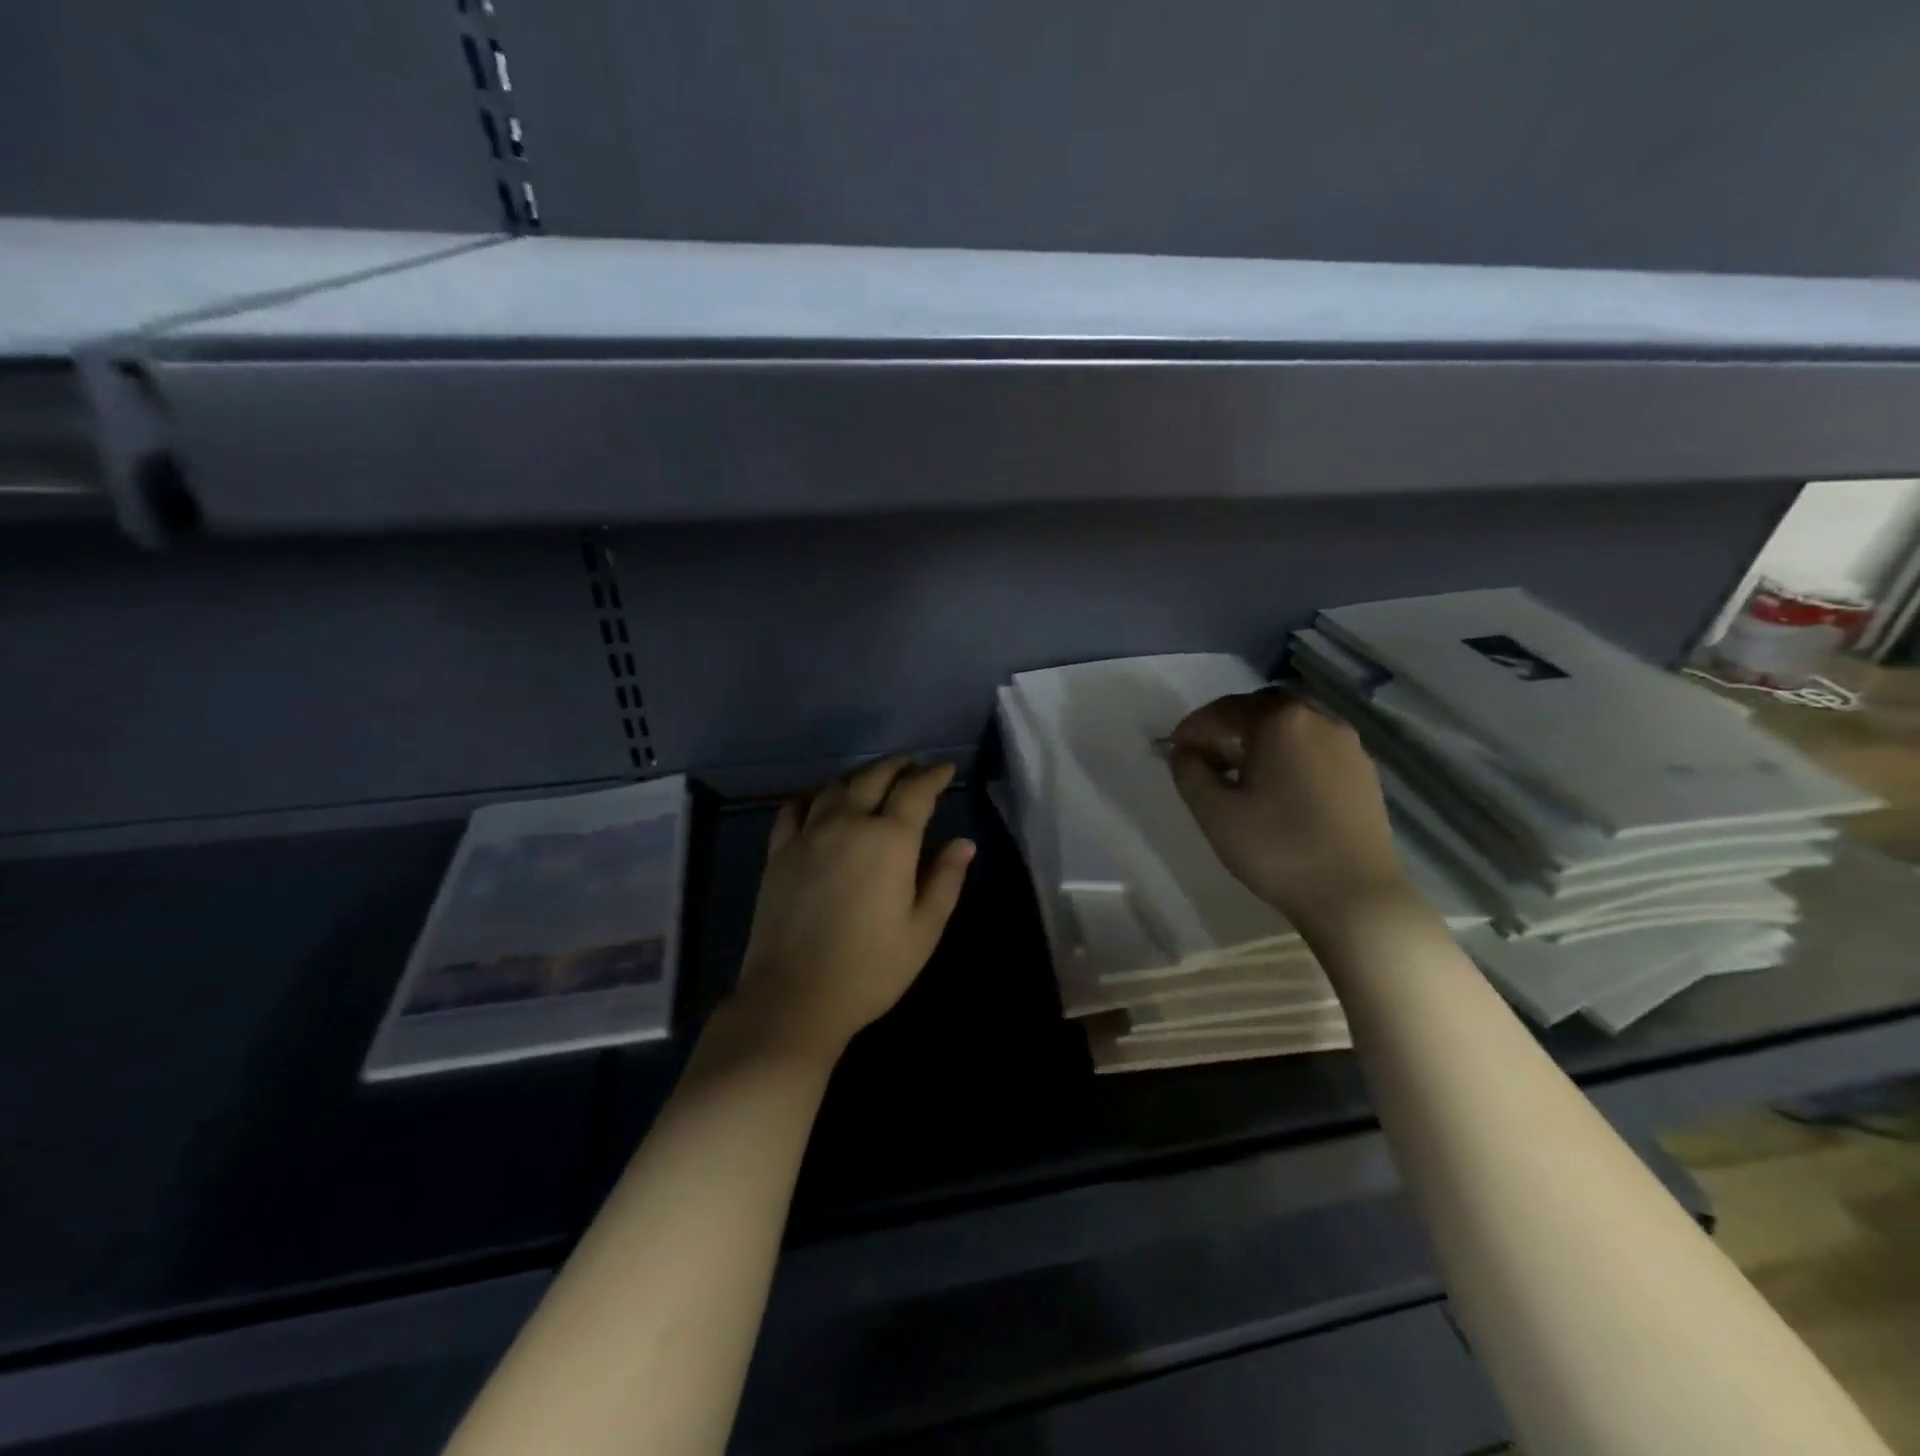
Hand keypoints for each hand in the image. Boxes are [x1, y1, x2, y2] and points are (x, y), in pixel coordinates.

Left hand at [731, 757, 975, 1062]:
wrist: (795, 998)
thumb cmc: (871, 969)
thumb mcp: (923, 930)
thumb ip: (945, 880)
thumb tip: (963, 844)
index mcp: (889, 840)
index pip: (916, 791)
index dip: (933, 775)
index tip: (945, 769)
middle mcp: (847, 823)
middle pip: (874, 777)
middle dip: (898, 767)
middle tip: (913, 766)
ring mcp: (808, 834)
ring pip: (836, 786)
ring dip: (860, 776)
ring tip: (874, 779)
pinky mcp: (779, 852)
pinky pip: (795, 808)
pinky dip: (813, 795)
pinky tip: (819, 800)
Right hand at [1168, 690, 1408, 927]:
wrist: (1355, 896)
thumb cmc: (1277, 849)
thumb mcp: (1214, 811)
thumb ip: (1189, 771)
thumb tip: (1185, 750)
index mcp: (1280, 722)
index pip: (1224, 710)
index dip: (1193, 727)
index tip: (1174, 750)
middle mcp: (1318, 720)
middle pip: (1262, 709)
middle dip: (1228, 726)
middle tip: (1205, 755)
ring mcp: (1347, 745)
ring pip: (1292, 727)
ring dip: (1260, 739)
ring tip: (1239, 772)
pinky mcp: (1364, 772)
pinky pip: (1315, 747)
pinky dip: (1288, 754)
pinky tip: (1277, 788)